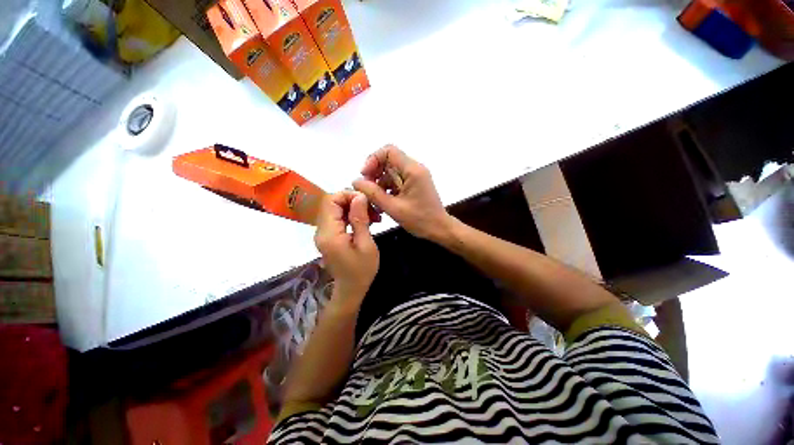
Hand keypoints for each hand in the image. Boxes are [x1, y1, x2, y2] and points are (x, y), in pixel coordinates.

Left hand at [314, 191, 379, 304]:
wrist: (351, 290)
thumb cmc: (361, 271)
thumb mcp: (366, 245)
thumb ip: (360, 220)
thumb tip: (359, 196)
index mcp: (329, 234)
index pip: (331, 200)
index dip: (348, 195)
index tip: (367, 202)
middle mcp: (321, 231)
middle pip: (332, 203)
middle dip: (353, 201)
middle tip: (373, 210)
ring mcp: (323, 234)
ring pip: (335, 209)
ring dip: (354, 208)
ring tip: (373, 217)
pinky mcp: (328, 236)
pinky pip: (338, 218)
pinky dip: (351, 216)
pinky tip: (366, 222)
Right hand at [353, 145, 451, 241]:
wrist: (439, 229)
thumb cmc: (420, 220)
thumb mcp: (393, 208)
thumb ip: (373, 194)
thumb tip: (356, 181)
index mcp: (413, 170)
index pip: (389, 151)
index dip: (373, 160)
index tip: (365, 175)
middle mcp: (415, 169)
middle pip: (389, 161)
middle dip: (374, 173)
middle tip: (367, 190)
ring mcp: (415, 177)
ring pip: (391, 172)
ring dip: (380, 184)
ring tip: (374, 201)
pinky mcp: (414, 184)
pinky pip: (396, 181)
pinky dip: (387, 189)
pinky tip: (383, 203)